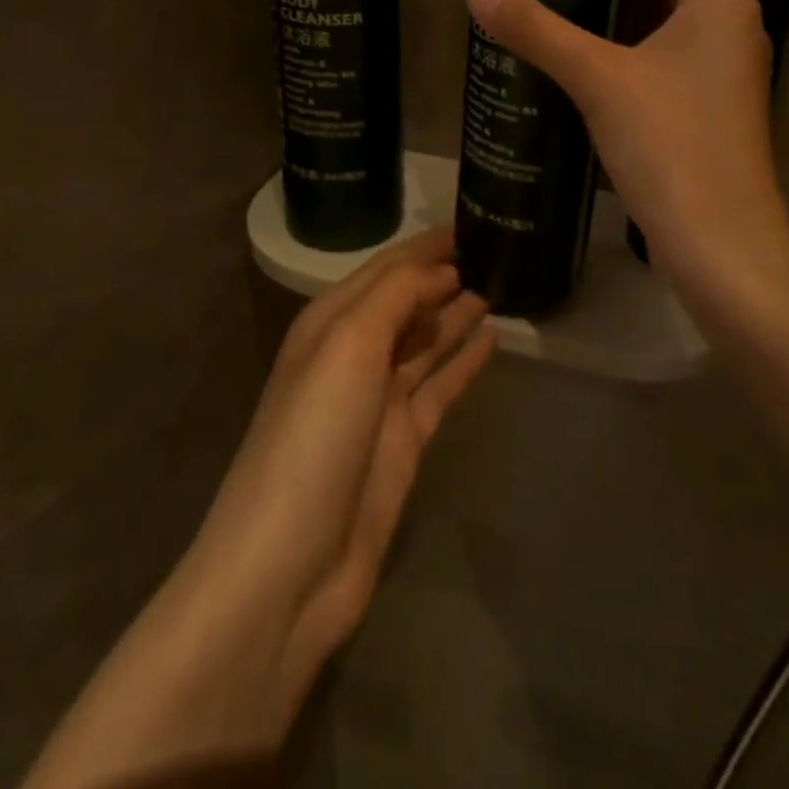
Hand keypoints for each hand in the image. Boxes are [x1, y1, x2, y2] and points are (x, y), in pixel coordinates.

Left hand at [196, 227, 495, 683]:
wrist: (289, 566)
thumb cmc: (314, 435)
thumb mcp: (348, 344)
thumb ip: (396, 295)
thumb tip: (443, 272)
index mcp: (330, 323)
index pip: (386, 269)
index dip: (425, 247)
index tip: (470, 223)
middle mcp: (353, 354)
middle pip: (406, 301)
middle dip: (443, 275)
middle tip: (496, 251)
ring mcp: (379, 401)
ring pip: (426, 341)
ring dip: (456, 313)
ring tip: (499, 285)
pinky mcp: (403, 442)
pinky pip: (441, 385)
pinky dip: (464, 361)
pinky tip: (492, 338)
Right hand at [469, 0, 788, 307]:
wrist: (721, 242)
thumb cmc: (672, 145)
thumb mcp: (599, 80)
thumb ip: (539, 32)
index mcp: (718, 0)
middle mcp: (730, 24)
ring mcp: (723, 67)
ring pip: (672, 10)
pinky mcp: (708, 103)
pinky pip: (669, 48)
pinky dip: (633, 34)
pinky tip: (588, 44)